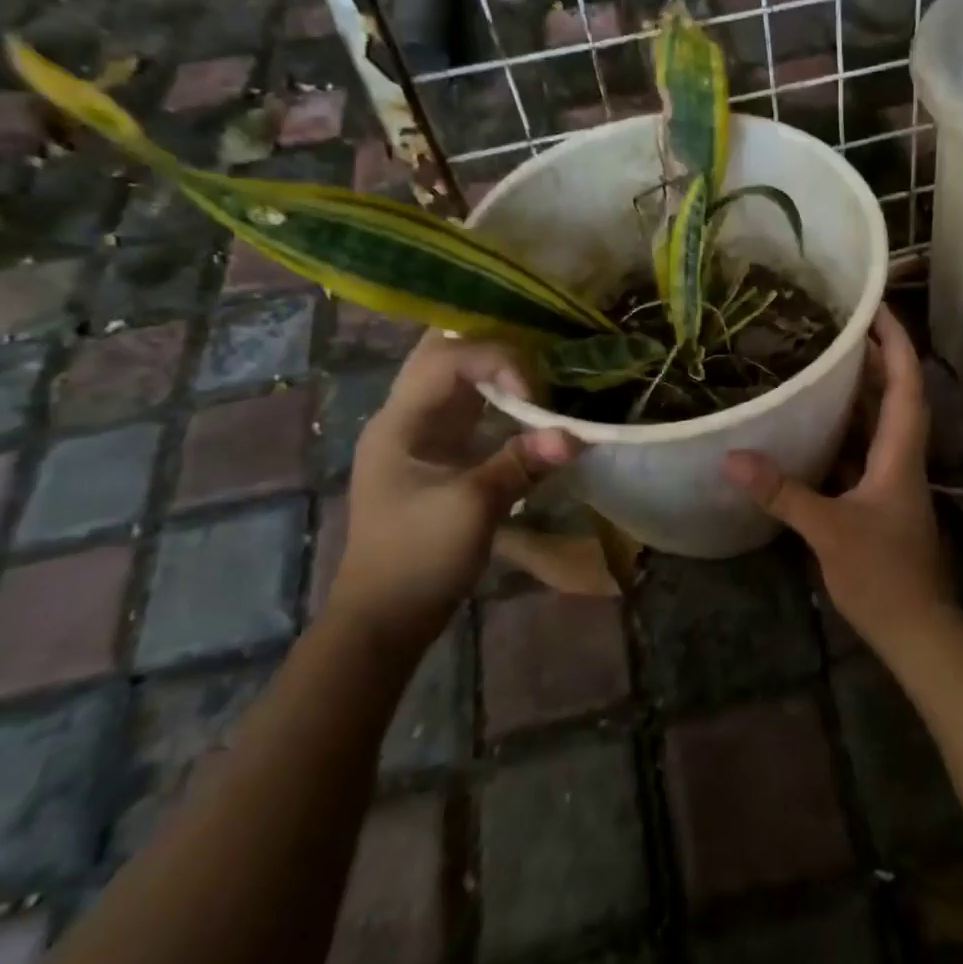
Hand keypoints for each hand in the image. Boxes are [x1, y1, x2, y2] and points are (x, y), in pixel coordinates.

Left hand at [337, 333, 578, 652]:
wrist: (385, 617)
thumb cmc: (418, 558)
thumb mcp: (472, 508)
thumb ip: (521, 464)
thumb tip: (576, 436)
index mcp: (400, 421)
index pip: (447, 360)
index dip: (496, 360)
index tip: (535, 392)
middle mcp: (406, 417)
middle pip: (444, 356)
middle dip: (490, 346)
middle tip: (538, 346)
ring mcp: (421, 437)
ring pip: (458, 381)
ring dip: (497, 371)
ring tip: (542, 368)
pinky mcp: (440, 457)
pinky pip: (471, 411)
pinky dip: (500, 401)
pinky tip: (531, 405)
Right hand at [722, 305, 953, 650]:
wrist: (916, 628)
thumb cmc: (883, 574)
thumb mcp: (829, 530)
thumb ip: (783, 493)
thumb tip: (731, 458)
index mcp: (901, 452)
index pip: (906, 382)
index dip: (895, 341)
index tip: (874, 306)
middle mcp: (901, 456)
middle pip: (895, 393)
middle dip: (873, 355)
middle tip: (836, 324)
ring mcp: (892, 478)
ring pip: (879, 422)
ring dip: (859, 390)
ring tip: (823, 360)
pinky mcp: (878, 498)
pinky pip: (861, 449)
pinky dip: (842, 429)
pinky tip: (811, 424)